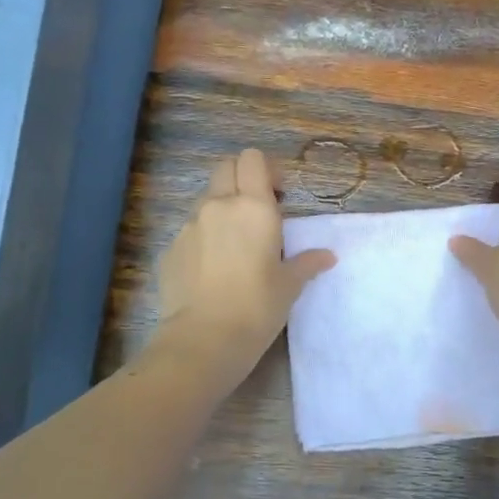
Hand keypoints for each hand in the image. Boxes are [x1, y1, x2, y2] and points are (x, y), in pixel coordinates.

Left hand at [150, 149, 334, 381]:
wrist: (203, 339)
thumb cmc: (257, 307)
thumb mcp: (289, 286)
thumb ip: (306, 263)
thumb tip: (327, 256)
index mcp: (253, 207)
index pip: (253, 159)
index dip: (266, 169)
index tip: (279, 195)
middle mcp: (218, 206)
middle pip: (226, 167)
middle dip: (242, 178)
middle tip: (258, 210)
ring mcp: (189, 225)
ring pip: (206, 198)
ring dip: (222, 207)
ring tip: (235, 243)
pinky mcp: (170, 248)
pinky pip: (190, 229)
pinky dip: (203, 236)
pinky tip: (212, 268)